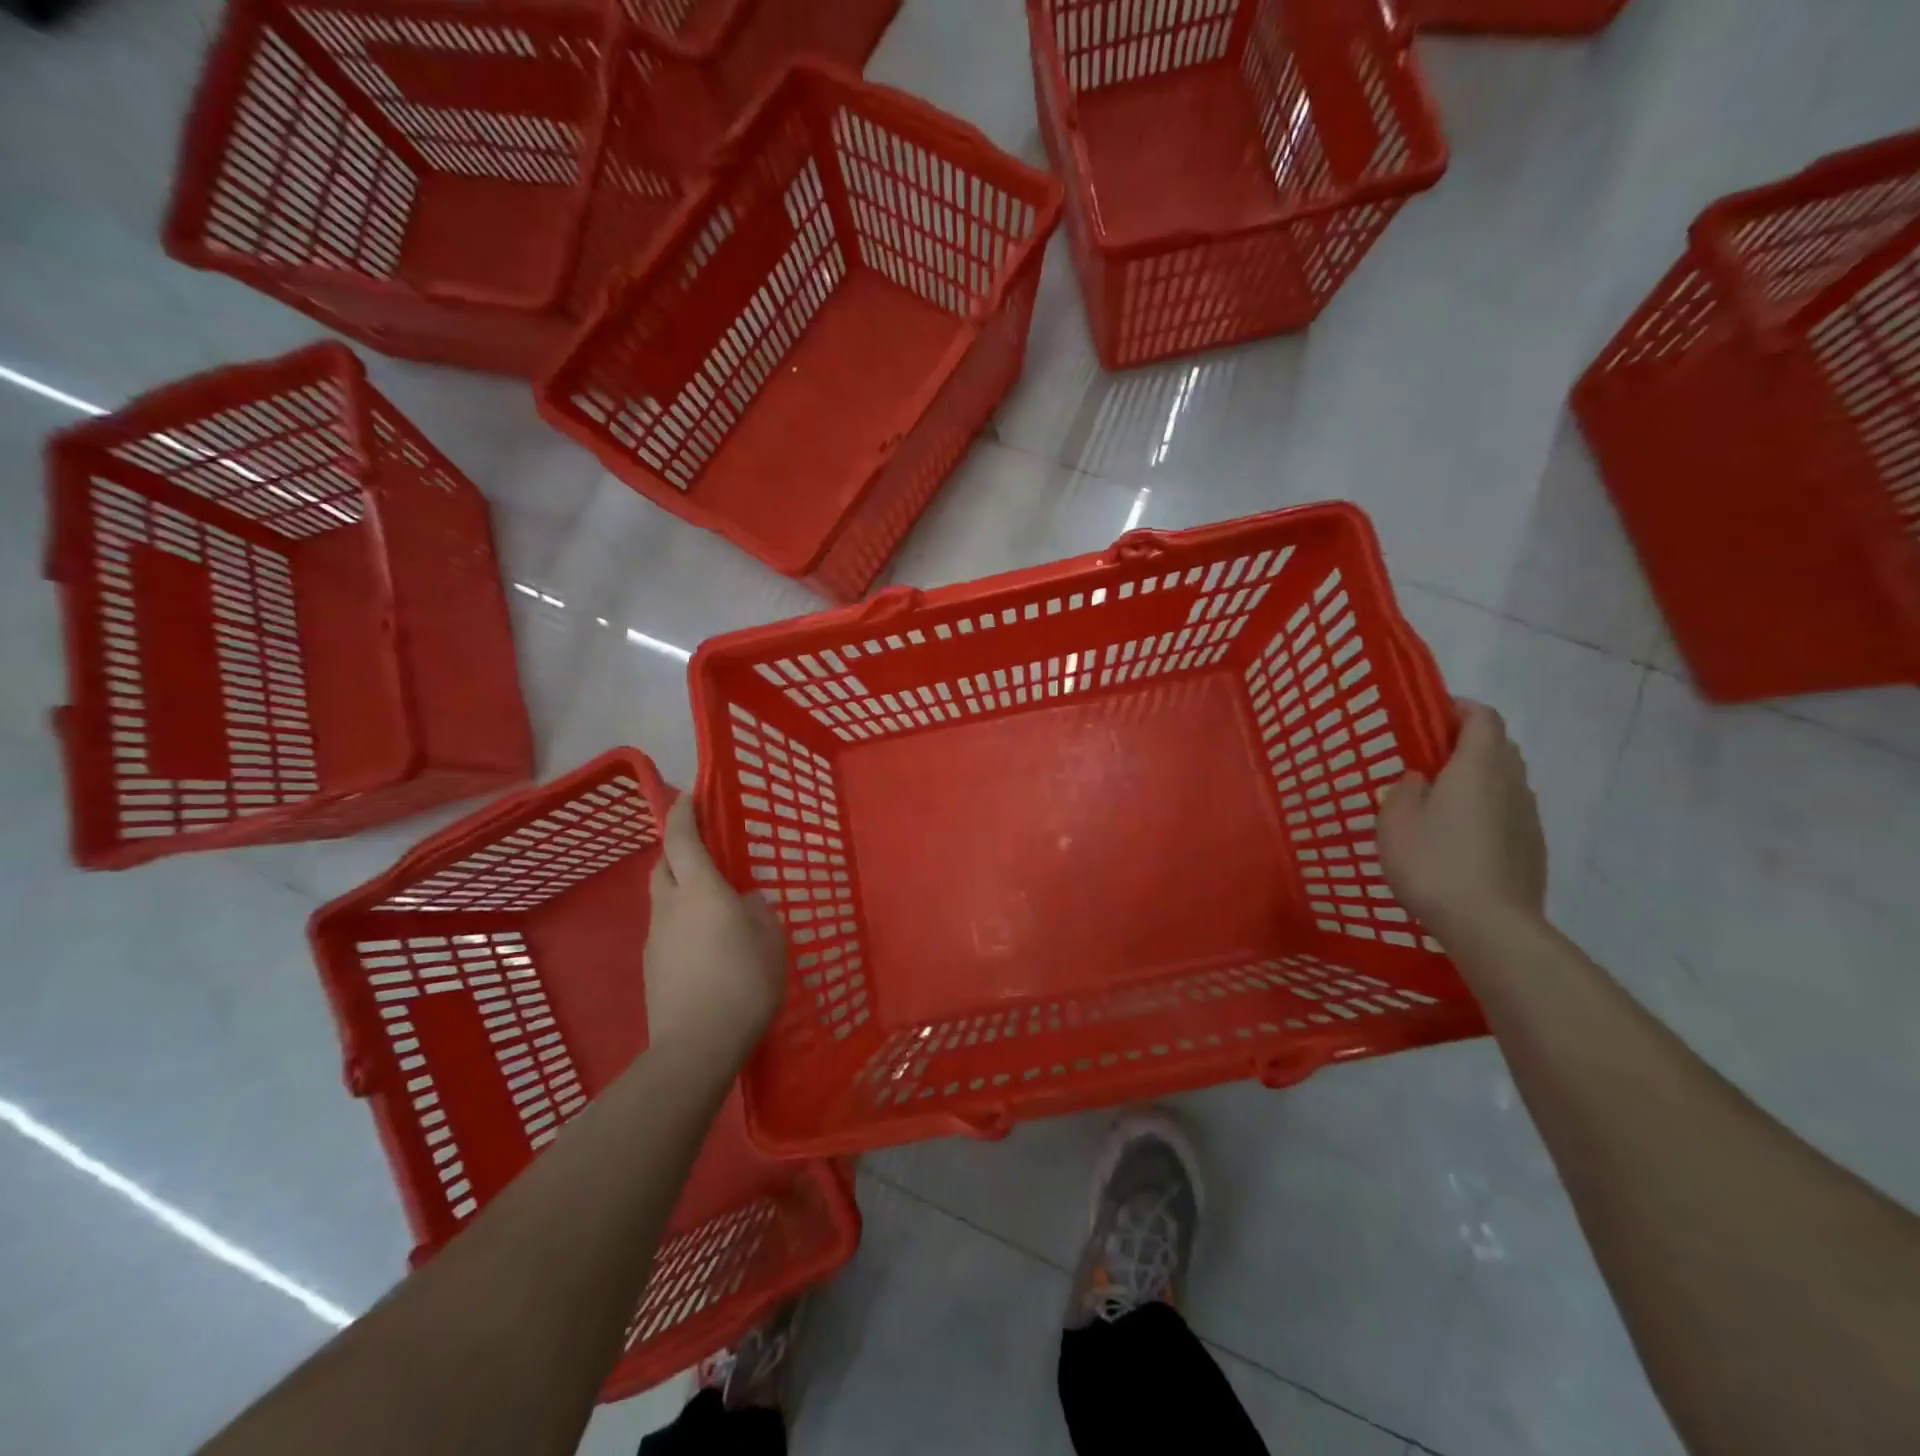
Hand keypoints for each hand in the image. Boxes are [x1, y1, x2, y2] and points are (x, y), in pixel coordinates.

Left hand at [644, 796, 786, 1058]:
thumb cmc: (743, 982)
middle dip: (677, 850)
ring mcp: (656, 939)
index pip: (682, 838)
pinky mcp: (652, 969)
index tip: (689, 795)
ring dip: (680, 889)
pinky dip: (682, 924)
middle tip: (703, 851)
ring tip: (711, 904)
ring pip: (663, 899)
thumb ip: (760, 912)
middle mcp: (670, 907)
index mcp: (700, 890)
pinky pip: (666, 931)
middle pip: (663, 865)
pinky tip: (705, 947)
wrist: (695, 1047)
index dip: (683, 812)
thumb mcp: (771, 940)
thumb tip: (747, 901)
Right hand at [1378, 700, 1547, 943]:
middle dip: (1467, 742)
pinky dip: (1488, 808)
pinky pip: (1509, 810)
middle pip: (1498, 745)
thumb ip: (1404, 790)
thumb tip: (1420, 779)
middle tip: (1429, 759)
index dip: (1459, 708)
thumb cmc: (1433, 863)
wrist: (1491, 925)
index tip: (1430, 716)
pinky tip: (1461, 836)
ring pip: (1506, 779)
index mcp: (1477, 767)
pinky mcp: (1532, 846)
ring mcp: (1528, 816)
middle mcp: (1511, 783)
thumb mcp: (1395, 822)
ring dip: (1478, 777)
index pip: (1482, 717)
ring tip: (1442, 800)